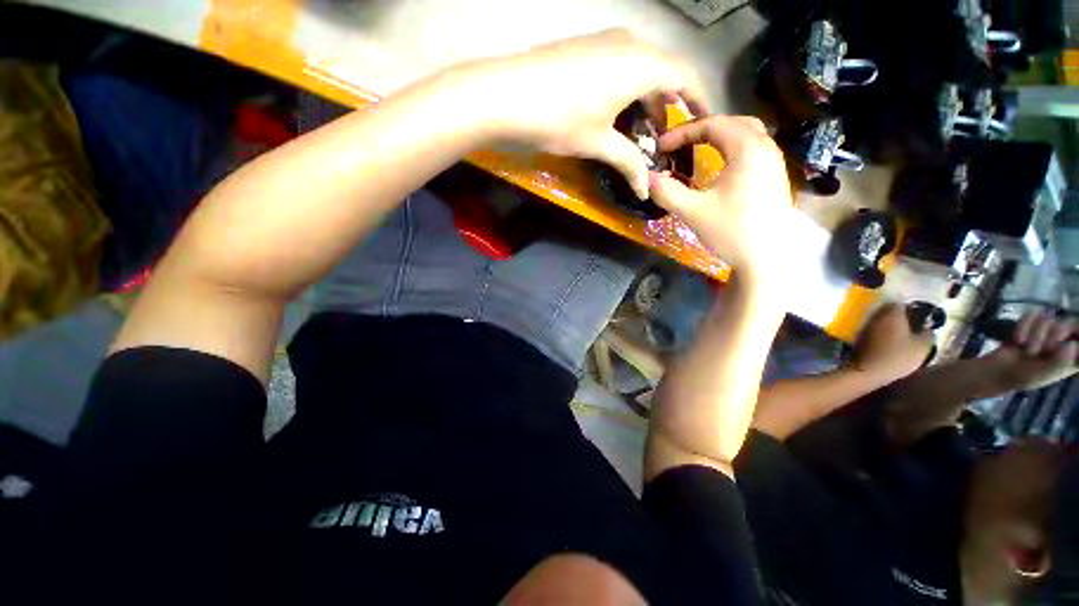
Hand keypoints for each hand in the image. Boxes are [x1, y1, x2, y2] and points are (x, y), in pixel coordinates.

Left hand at [446, 29, 708, 198]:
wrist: (507, 93)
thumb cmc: (561, 118)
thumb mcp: (599, 143)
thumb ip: (628, 163)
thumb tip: (646, 191)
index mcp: (642, 65)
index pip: (685, 77)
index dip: (698, 100)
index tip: (703, 121)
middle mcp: (630, 43)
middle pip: (662, 73)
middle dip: (666, 105)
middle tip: (661, 137)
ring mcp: (605, 41)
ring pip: (639, 69)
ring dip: (644, 98)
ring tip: (637, 130)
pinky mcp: (586, 46)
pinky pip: (619, 64)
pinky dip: (625, 88)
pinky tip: (614, 111)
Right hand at [645, 115, 793, 286]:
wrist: (766, 260)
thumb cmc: (731, 232)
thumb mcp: (693, 211)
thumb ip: (667, 192)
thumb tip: (645, 178)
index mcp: (747, 149)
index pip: (713, 124)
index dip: (683, 131)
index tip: (661, 146)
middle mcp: (765, 148)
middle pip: (733, 123)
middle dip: (703, 128)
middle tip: (680, 142)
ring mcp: (774, 162)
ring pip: (746, 134)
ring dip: (720, 136)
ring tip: (696, 148)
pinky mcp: (774, 177)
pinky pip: (752, 150)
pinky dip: (732, 148)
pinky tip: (719, 165)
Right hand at [852, 303, 934, 382]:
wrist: (865, 372)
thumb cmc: (883, 343)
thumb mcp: (891, 317)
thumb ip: (897, 307)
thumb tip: (899, 301)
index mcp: (927, 343)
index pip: (927, 327)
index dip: (916, 318)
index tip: (902, 311)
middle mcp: (921, 357)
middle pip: (914, 339)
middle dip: (903, 331)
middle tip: (886, 321)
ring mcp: (904, 369)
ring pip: (901, 349)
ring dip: (890, 341)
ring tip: (874, 333)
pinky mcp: (887, 375)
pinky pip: (887, 357)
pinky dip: (880, 350)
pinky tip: (868, 346)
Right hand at [982, 311, 1077, 391]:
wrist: (997, 371)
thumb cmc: (1023, 377)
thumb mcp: (1043, 374)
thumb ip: (1060, 362)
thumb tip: (1072, 344)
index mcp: (1072, 356)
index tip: (1065, 341)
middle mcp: (1063, 340)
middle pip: (1070, 324)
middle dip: (1055, 334)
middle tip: (1045, 347)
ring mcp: (1046, 331)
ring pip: (1049, 319)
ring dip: (1036, 335)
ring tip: (1027, 349)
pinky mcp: (1031, 323)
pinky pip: (1032, 314)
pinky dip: (1023, 326)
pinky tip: (1018, 339)